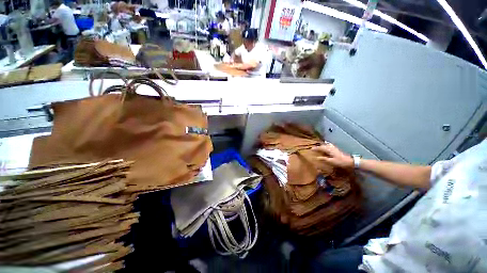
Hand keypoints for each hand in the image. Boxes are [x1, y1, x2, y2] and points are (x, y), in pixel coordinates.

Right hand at [313, 143, 353, 168]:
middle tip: (313, 149)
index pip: (320, 148)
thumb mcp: (331, 161)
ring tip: (318, 148)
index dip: (315, 148)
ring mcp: (333, 147)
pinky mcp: (335, 149)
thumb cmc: (340, 162)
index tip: (311, 149)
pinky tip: (325, 148)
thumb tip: (316, 157)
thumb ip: (323, 159)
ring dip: (321, 146)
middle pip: (322, 146)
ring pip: (325, 145)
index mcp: (328, 149)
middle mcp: (330, 147)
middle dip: (318, 147)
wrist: (349, 161)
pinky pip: (328, 146)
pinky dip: (325, 147)